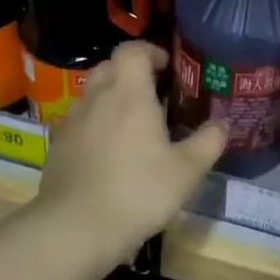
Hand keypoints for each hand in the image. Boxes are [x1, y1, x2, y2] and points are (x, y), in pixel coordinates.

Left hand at [33, 41, 226, 269]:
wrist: (75, 229)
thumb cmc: (138, 191)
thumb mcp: (187, 171)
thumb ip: (208, 142)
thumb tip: (222, 124)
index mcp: (129, 93)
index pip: (133, 50)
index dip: (151, 51)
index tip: (168, 68)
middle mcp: (97, 98)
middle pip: (110, 67)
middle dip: (131, 73)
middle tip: (154, 96)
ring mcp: (71, 122)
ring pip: (91, 95)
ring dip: (111, 99)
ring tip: (132, 126)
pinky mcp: (57, 147)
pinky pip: (78, 123)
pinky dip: (94, 126)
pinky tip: (108, 154)